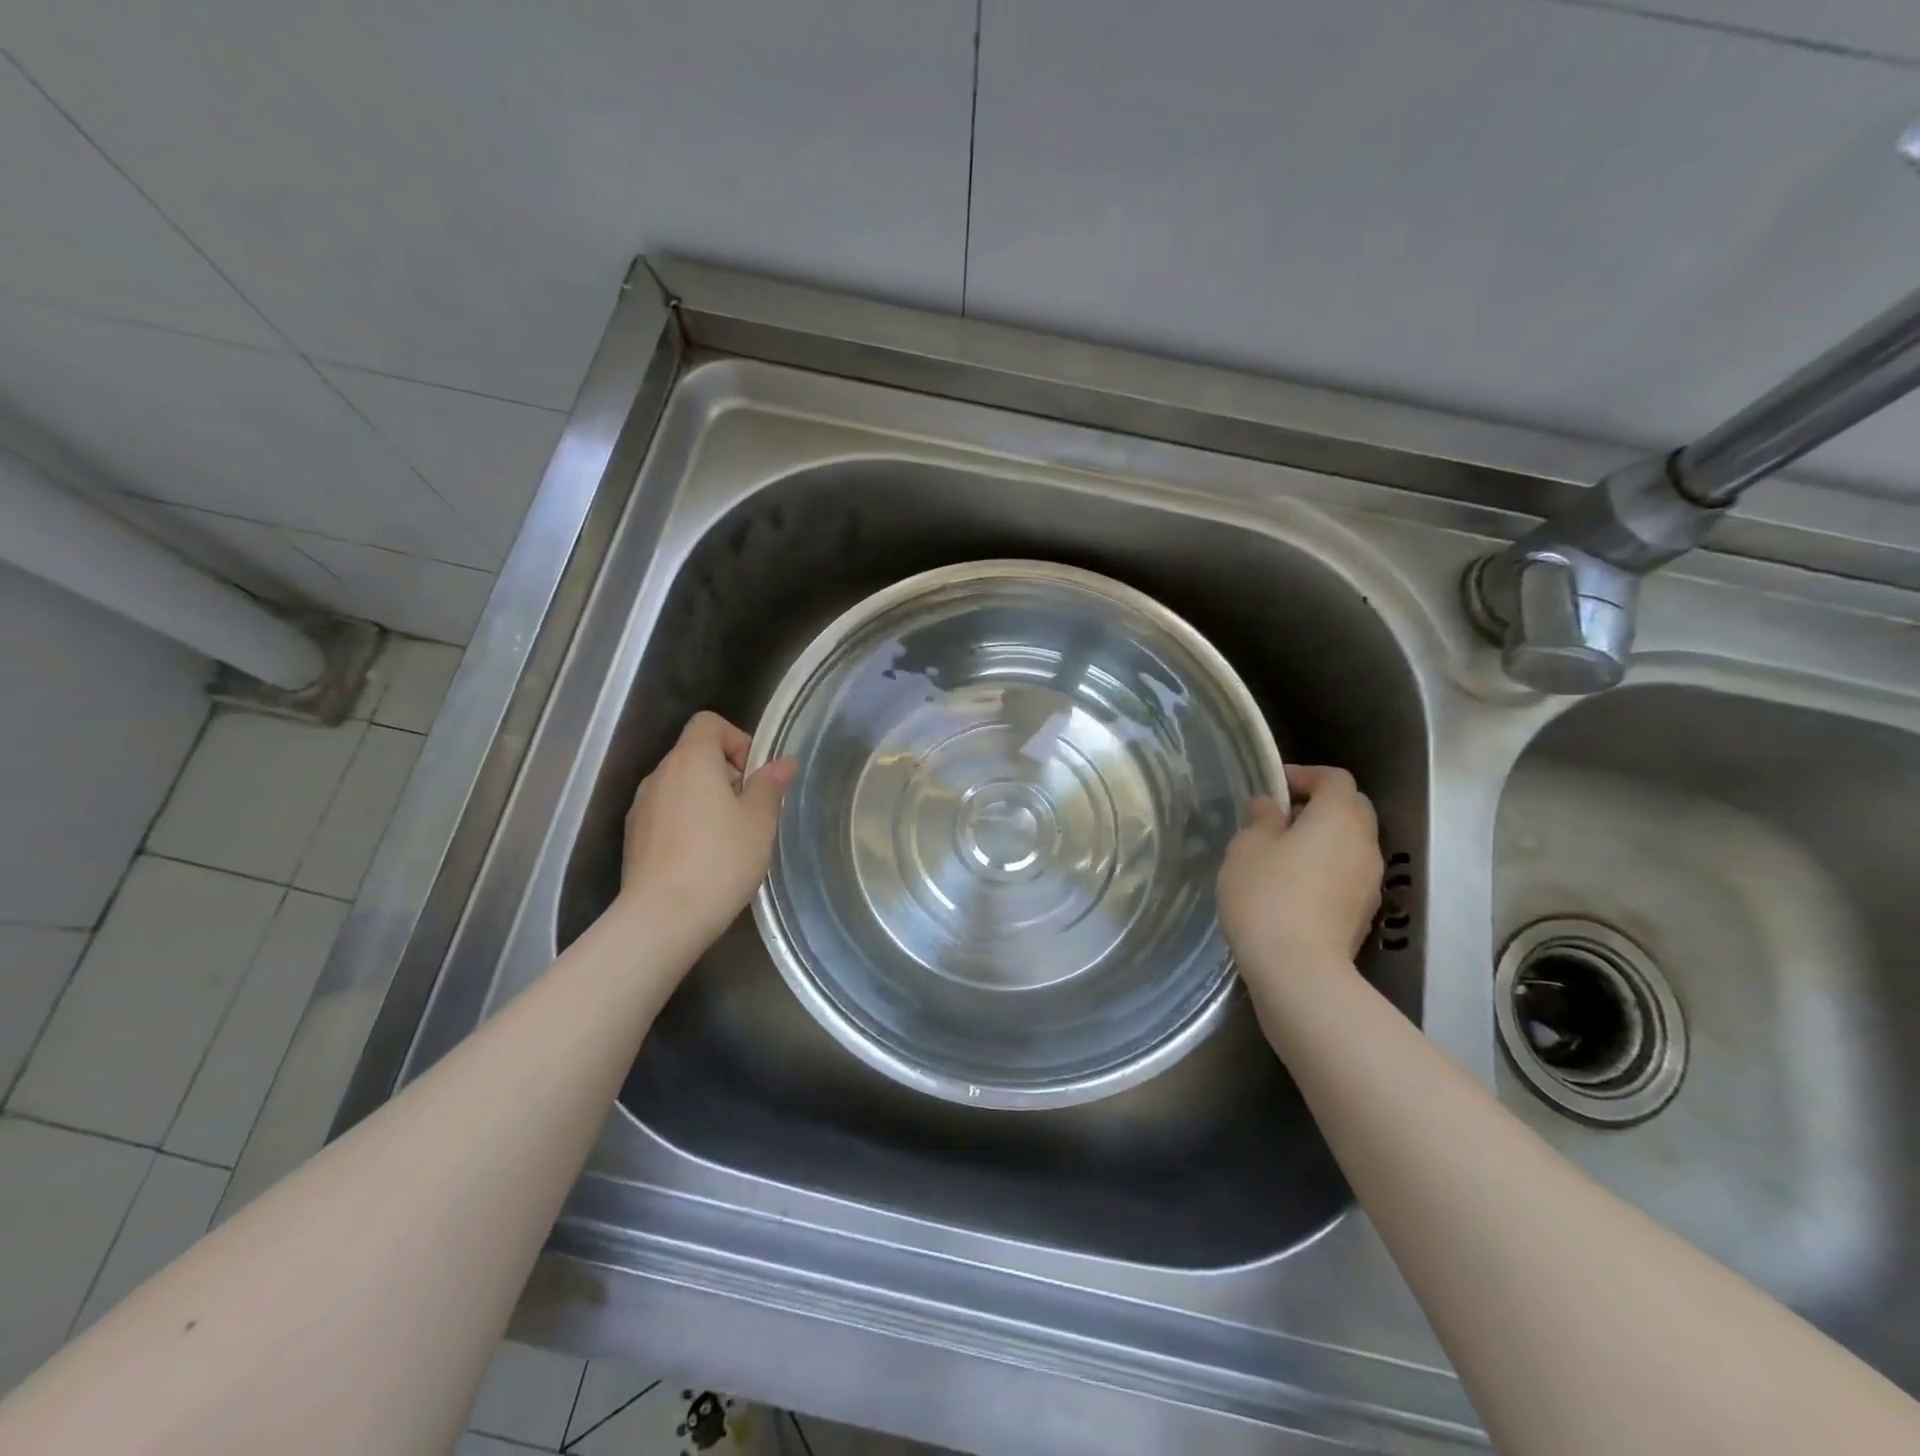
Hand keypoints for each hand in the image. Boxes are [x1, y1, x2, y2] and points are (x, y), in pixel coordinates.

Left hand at [617, 712, 794, 944]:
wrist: (663, 917)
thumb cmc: (721, 860)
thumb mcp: (759, 821)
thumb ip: (770, 785)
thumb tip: (783, 763)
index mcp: (691, 760)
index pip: (709, 723)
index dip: (736, 739)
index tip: (753, 775)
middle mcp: (660, 774)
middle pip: (695, 754)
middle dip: (725, 774)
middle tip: (749, 811)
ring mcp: (641, 806)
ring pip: (680, 786)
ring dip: (705, 799)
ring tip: (727, 838)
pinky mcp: (633, 837)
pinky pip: (666, 813)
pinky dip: (686, 822)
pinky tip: (702, 857)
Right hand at [1219, 765, 1382, 997]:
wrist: (1298, 970)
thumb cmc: (1266, 896)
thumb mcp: (1247, 848)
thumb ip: (1261, 819)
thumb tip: (1271, 806)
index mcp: (1339, 817)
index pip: (1335, 778)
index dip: (1306, 775)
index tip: (1275, 786)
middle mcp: (1365, 843)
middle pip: (1352, 808)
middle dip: (1319, 804)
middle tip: (1280, 817)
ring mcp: (1370, 881)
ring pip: (1351, 843)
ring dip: (1324, 838)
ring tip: (1283, 853)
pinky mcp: (1363, 912)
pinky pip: (1348, 874)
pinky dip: (1326, 868)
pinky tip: (1294, 886)